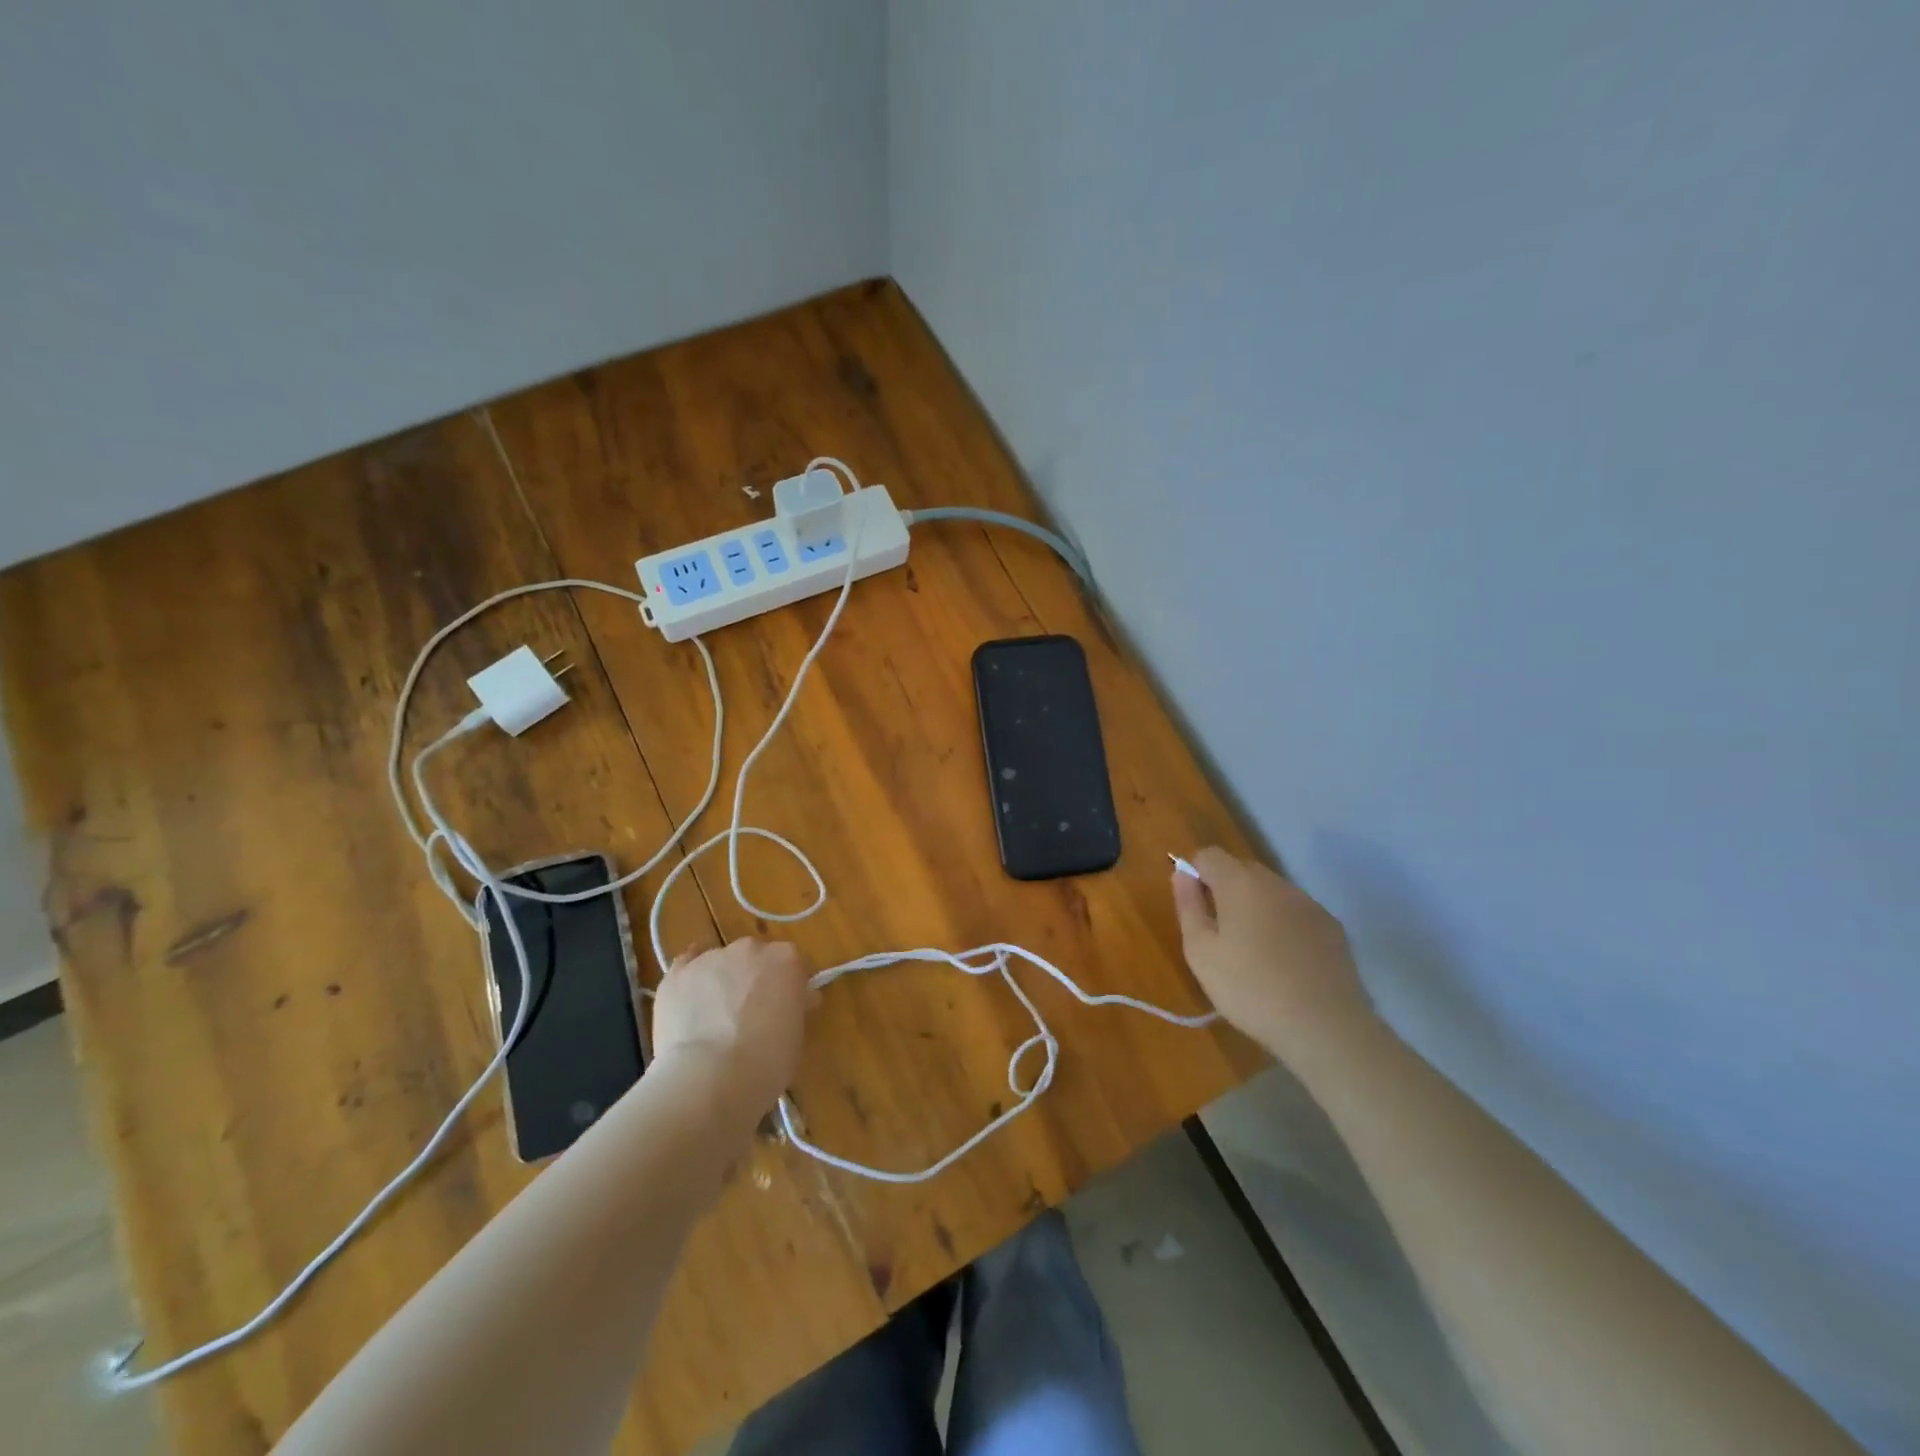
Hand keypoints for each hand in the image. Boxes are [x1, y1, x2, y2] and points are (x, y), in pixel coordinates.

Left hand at [651, 939, 811, 1120]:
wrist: (710, 1079)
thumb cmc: (766, 1062)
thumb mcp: (796, 1035)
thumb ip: (794, 1008)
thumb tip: (795, 1001)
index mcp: (787, 959)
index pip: (792, 965)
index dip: (788, 988)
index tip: (785, 1010)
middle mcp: (750, 949)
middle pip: (755, 958)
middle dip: (754, 980)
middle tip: (751, 1016)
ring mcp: (710, 958)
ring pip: (720, 963)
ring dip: (721, 982)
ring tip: (714, 1021)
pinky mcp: (677, 974)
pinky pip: (685, 965)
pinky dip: (690, 978)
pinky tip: (689, 998)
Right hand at [1172, 847, 1373, 1064]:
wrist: (1326, 1028)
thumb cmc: (1251, 989)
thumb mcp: (1201, 952)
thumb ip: (1188, 906)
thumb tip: (1182, 874)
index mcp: (1241, 883)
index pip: (1209, 855)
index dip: (1196, 874)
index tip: (1196, 909)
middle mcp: (1277, 883)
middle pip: (1242, 869)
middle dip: (1225, 890)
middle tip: (1220, 935)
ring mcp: (1309, 904)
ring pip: (1271, 891)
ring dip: (1256, 908)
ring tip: (1253, 953)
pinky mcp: (1332, 927)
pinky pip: (1296, 912)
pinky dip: (1283, 925)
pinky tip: (1285, 963)